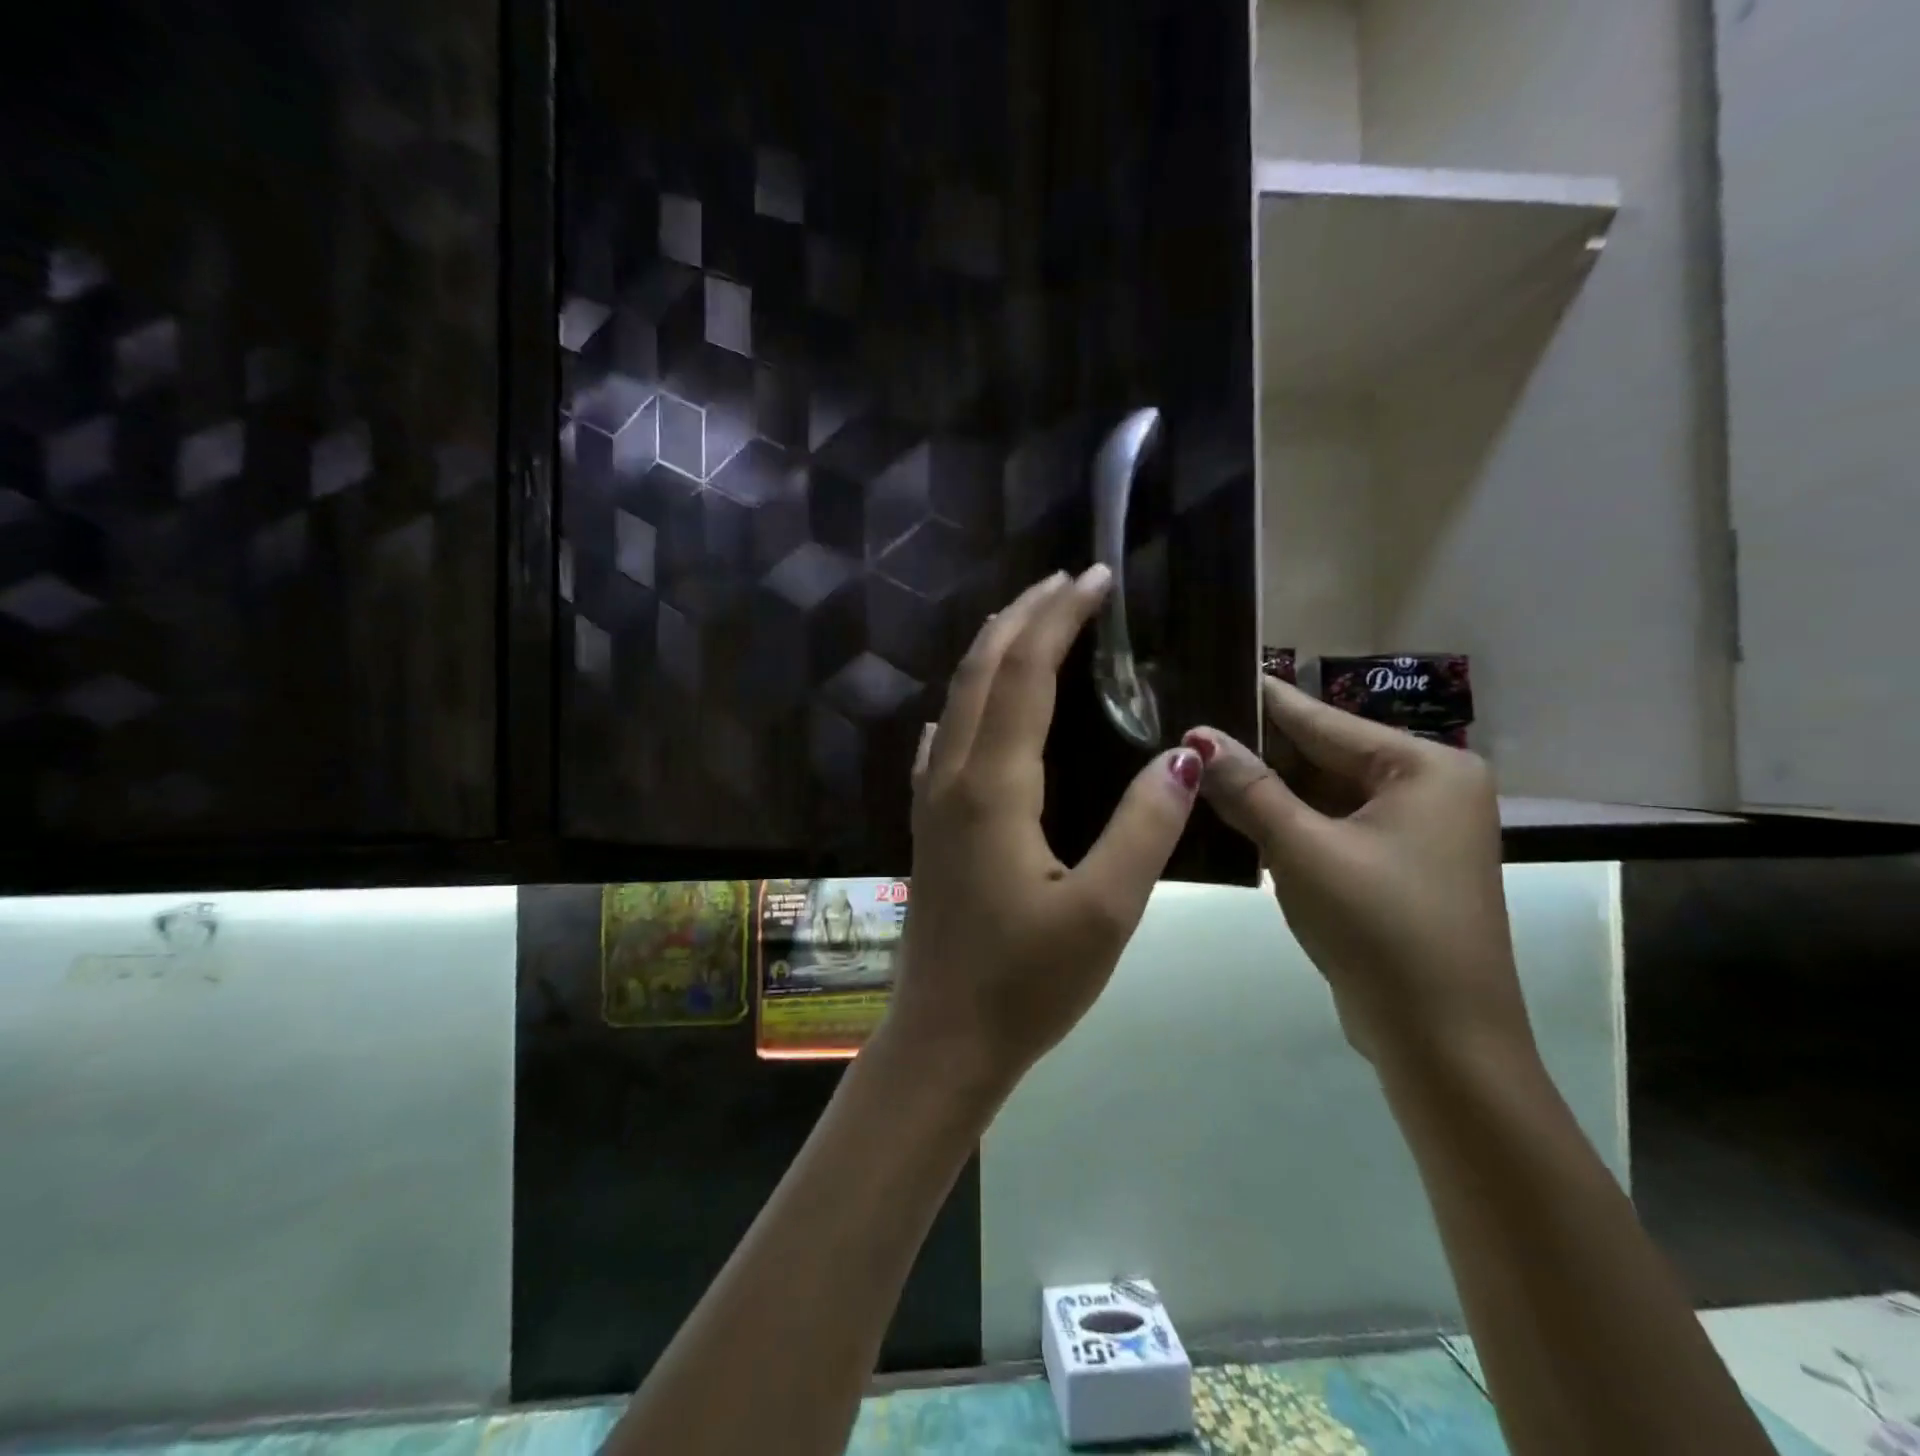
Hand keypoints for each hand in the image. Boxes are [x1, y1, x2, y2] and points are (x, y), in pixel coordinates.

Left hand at [877, 568, 1207, 1091]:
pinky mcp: (928, 825)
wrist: (943, 1038)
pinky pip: (943, 741)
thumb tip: (1181, 755)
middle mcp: (953, 777)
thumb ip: (1143, 828)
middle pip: (983, 671)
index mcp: (994, 787)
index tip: (1096, 578)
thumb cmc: (1026, 984)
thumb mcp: (1104, 912)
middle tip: (1067, 580)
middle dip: (1024, 616)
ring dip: (994, 650)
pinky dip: (966, 702)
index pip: (1026, 674)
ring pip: (958, 700)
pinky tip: (970, 709)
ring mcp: (931, 800)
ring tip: (1029, 621)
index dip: (1060, 619)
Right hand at [1186, 677, 1531, 1070]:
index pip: (1324, 720)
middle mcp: (1426, 788)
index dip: (1261, 700)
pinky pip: (1326, 826)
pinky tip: (1228, 814)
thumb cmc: (1382, 930)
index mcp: (1426, 767)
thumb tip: (1196, 738)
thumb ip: (1248, 788)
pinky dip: (1282, 823)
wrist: (1442, 1044)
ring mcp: (1410, 830)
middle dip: (1256, 750)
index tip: (1208, 672)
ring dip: (1264, 789)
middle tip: (1186, 731)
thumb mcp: (1304, 850)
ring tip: (1194, 766)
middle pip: (1322, 755)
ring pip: (1320, 794)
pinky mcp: (1391, 866)